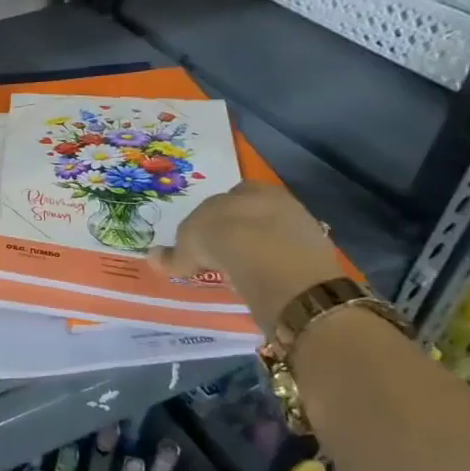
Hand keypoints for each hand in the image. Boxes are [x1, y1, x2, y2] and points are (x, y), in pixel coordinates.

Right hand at [154, 181, 341, 332]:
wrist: (271, 259)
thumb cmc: (223, 240)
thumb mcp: (188, 249)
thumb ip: (173, 255)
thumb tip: (153, 256)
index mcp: (244, 190)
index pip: (226, 199)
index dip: (213, 220)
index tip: (204, 241)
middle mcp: (274, 199)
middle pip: (252, 214)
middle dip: (239, 230)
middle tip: (224, 255)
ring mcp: (299, 224)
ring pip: (273, 234)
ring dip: (260, 249)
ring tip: (244, 271)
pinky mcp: (316, 251)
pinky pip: (289, 257)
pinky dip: (277, 267)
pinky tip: (265, 280)